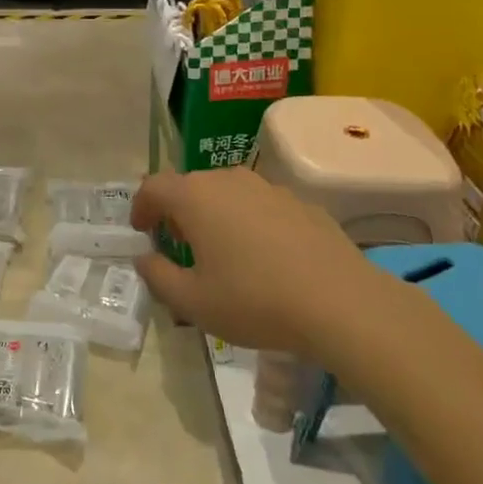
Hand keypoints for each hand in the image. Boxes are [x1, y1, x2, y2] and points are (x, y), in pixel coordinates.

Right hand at [131, 167, 380, 352]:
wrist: (342, 303)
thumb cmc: (255, 301)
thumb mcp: (193, 303)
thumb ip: (158, 276)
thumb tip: (145, 258)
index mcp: (194, 197)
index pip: (152, 187)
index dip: (141, 207)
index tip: (142, 232)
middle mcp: (227, 180)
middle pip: (189, 186)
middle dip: (177, 212)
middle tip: (180, 246)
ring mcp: (267, 187)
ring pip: (226, 193)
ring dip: (214, 215)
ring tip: (223, 252)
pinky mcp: (300, 201)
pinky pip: (260, 205)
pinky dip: (250, 222)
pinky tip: (265, 258)